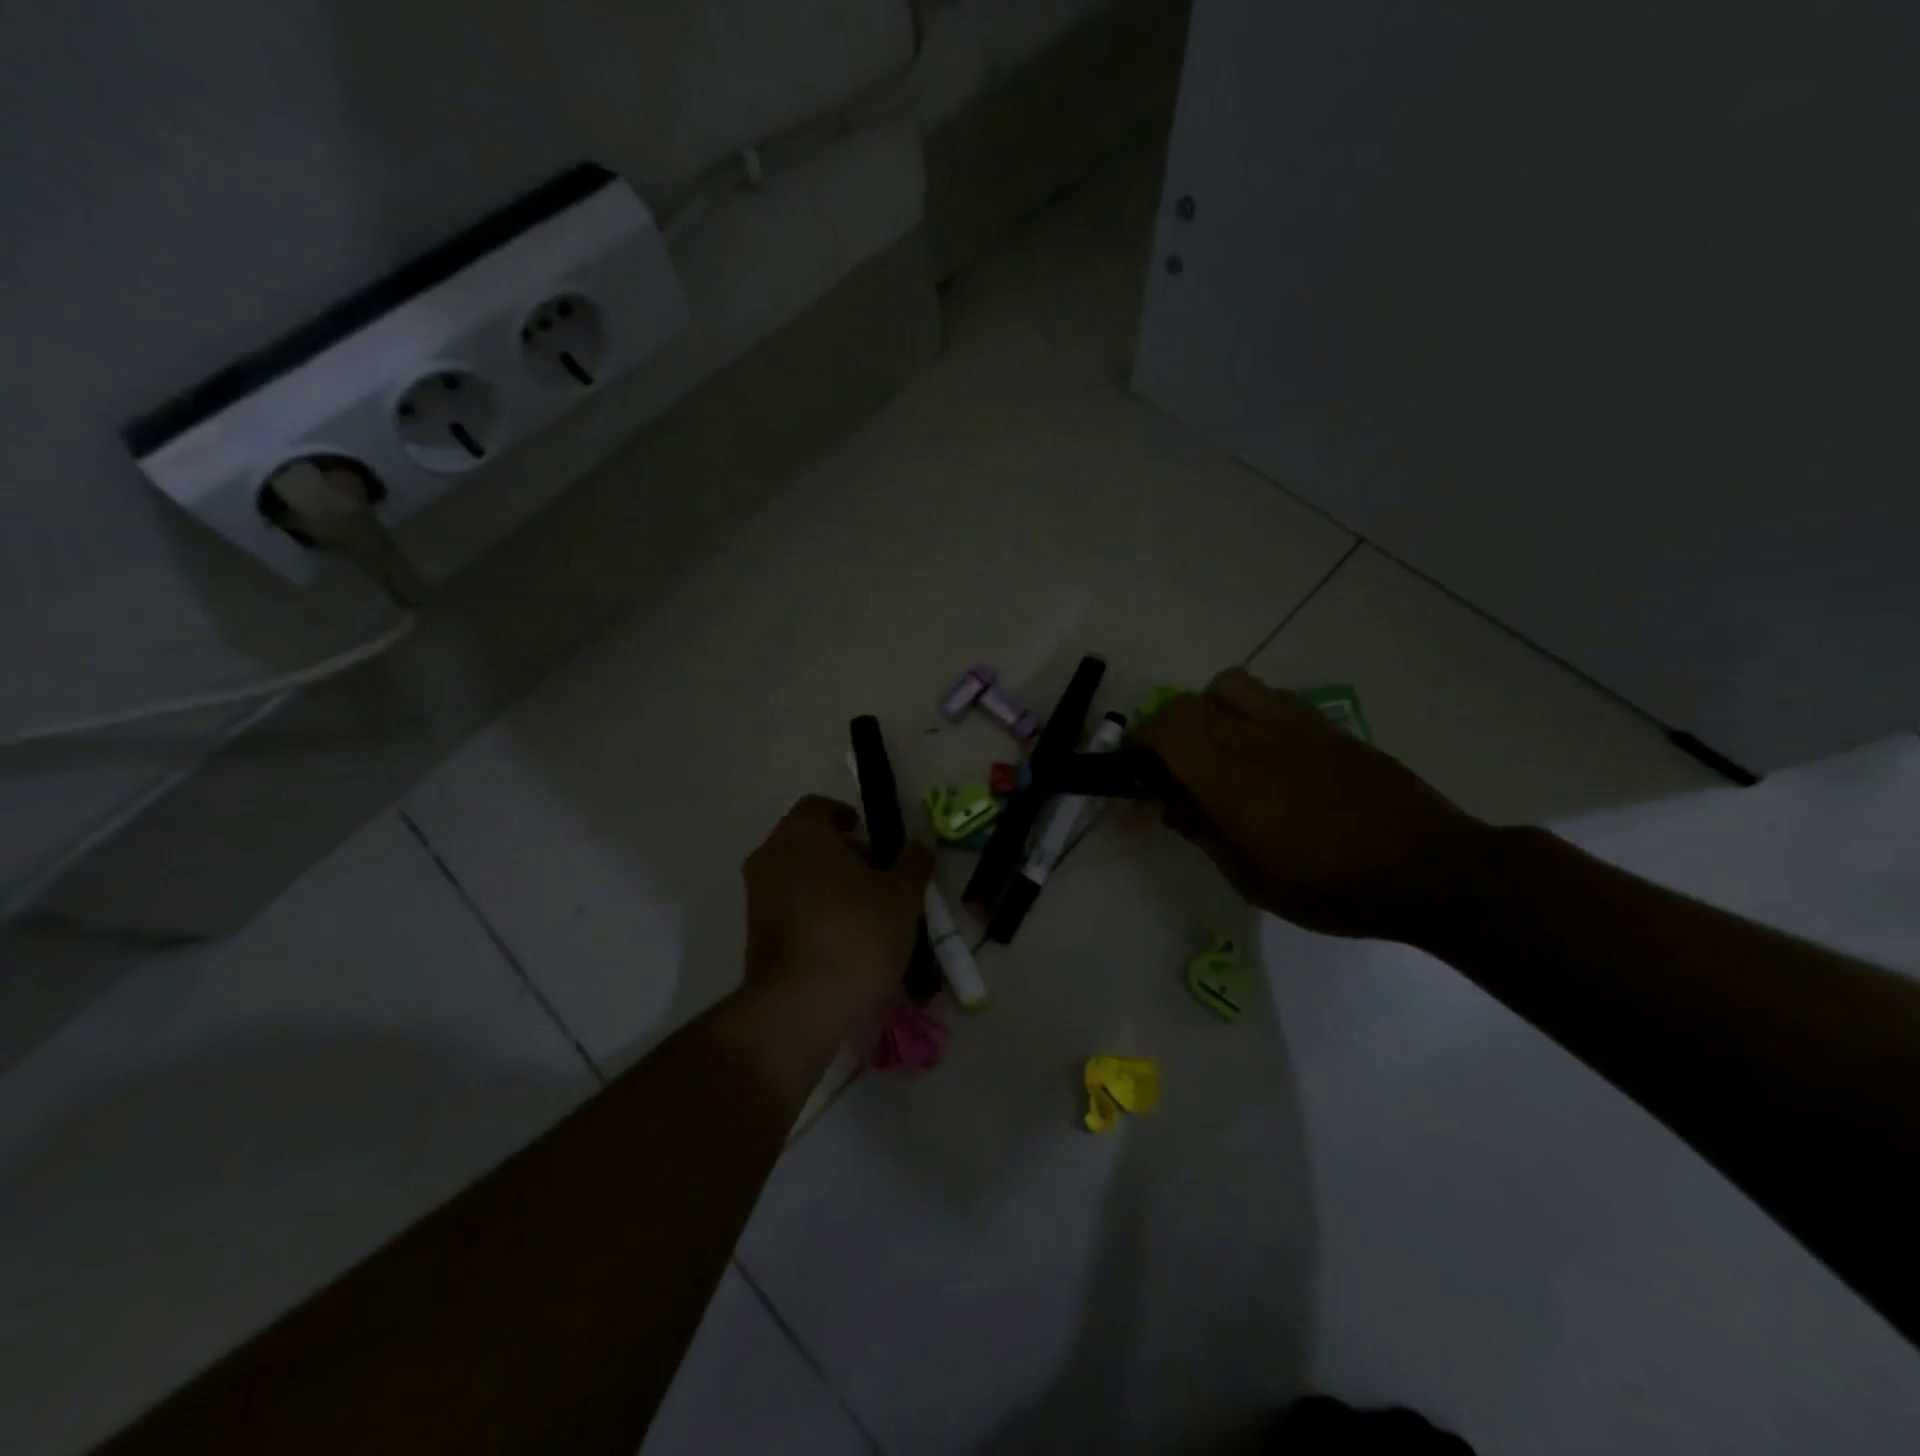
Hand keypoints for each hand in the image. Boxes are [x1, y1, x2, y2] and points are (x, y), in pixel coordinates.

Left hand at [741, 795, 933, 1017]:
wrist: (800, 1006)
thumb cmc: (855, 933)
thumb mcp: (901, 896)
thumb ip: (913, 863)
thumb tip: (921, 842)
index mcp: (801, 834)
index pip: (818, 807)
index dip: (845, 816)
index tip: (870, 835)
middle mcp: (770, 857)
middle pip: (806, 841)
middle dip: (841, 852)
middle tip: (877, 874)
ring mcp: (756, 897)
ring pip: (796, 875)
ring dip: (828, 884)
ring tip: (866, 911)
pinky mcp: (754, 934)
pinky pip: (788, 907)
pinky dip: (813, 911)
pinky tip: (844, 938)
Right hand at [1134, 670, 1483, 939]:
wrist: (1428, 870)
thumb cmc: (1331, 888)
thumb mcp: (1250, 878)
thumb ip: (1202, 832)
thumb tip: (1171, 803)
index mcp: (1232, 779)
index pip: (1166, 731)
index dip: (1138, 743)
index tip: (1133, 769)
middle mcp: (1258, 738)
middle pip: (1188, 704)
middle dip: (1163, 728)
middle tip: (1166, 764)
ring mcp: (1296, 725)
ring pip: (1229, 686)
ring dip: (1206, 709)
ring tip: (1215, 747)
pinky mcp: (1327, 726)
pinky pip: (1270, 699)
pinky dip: (1247, 713)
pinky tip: (1264, 753)